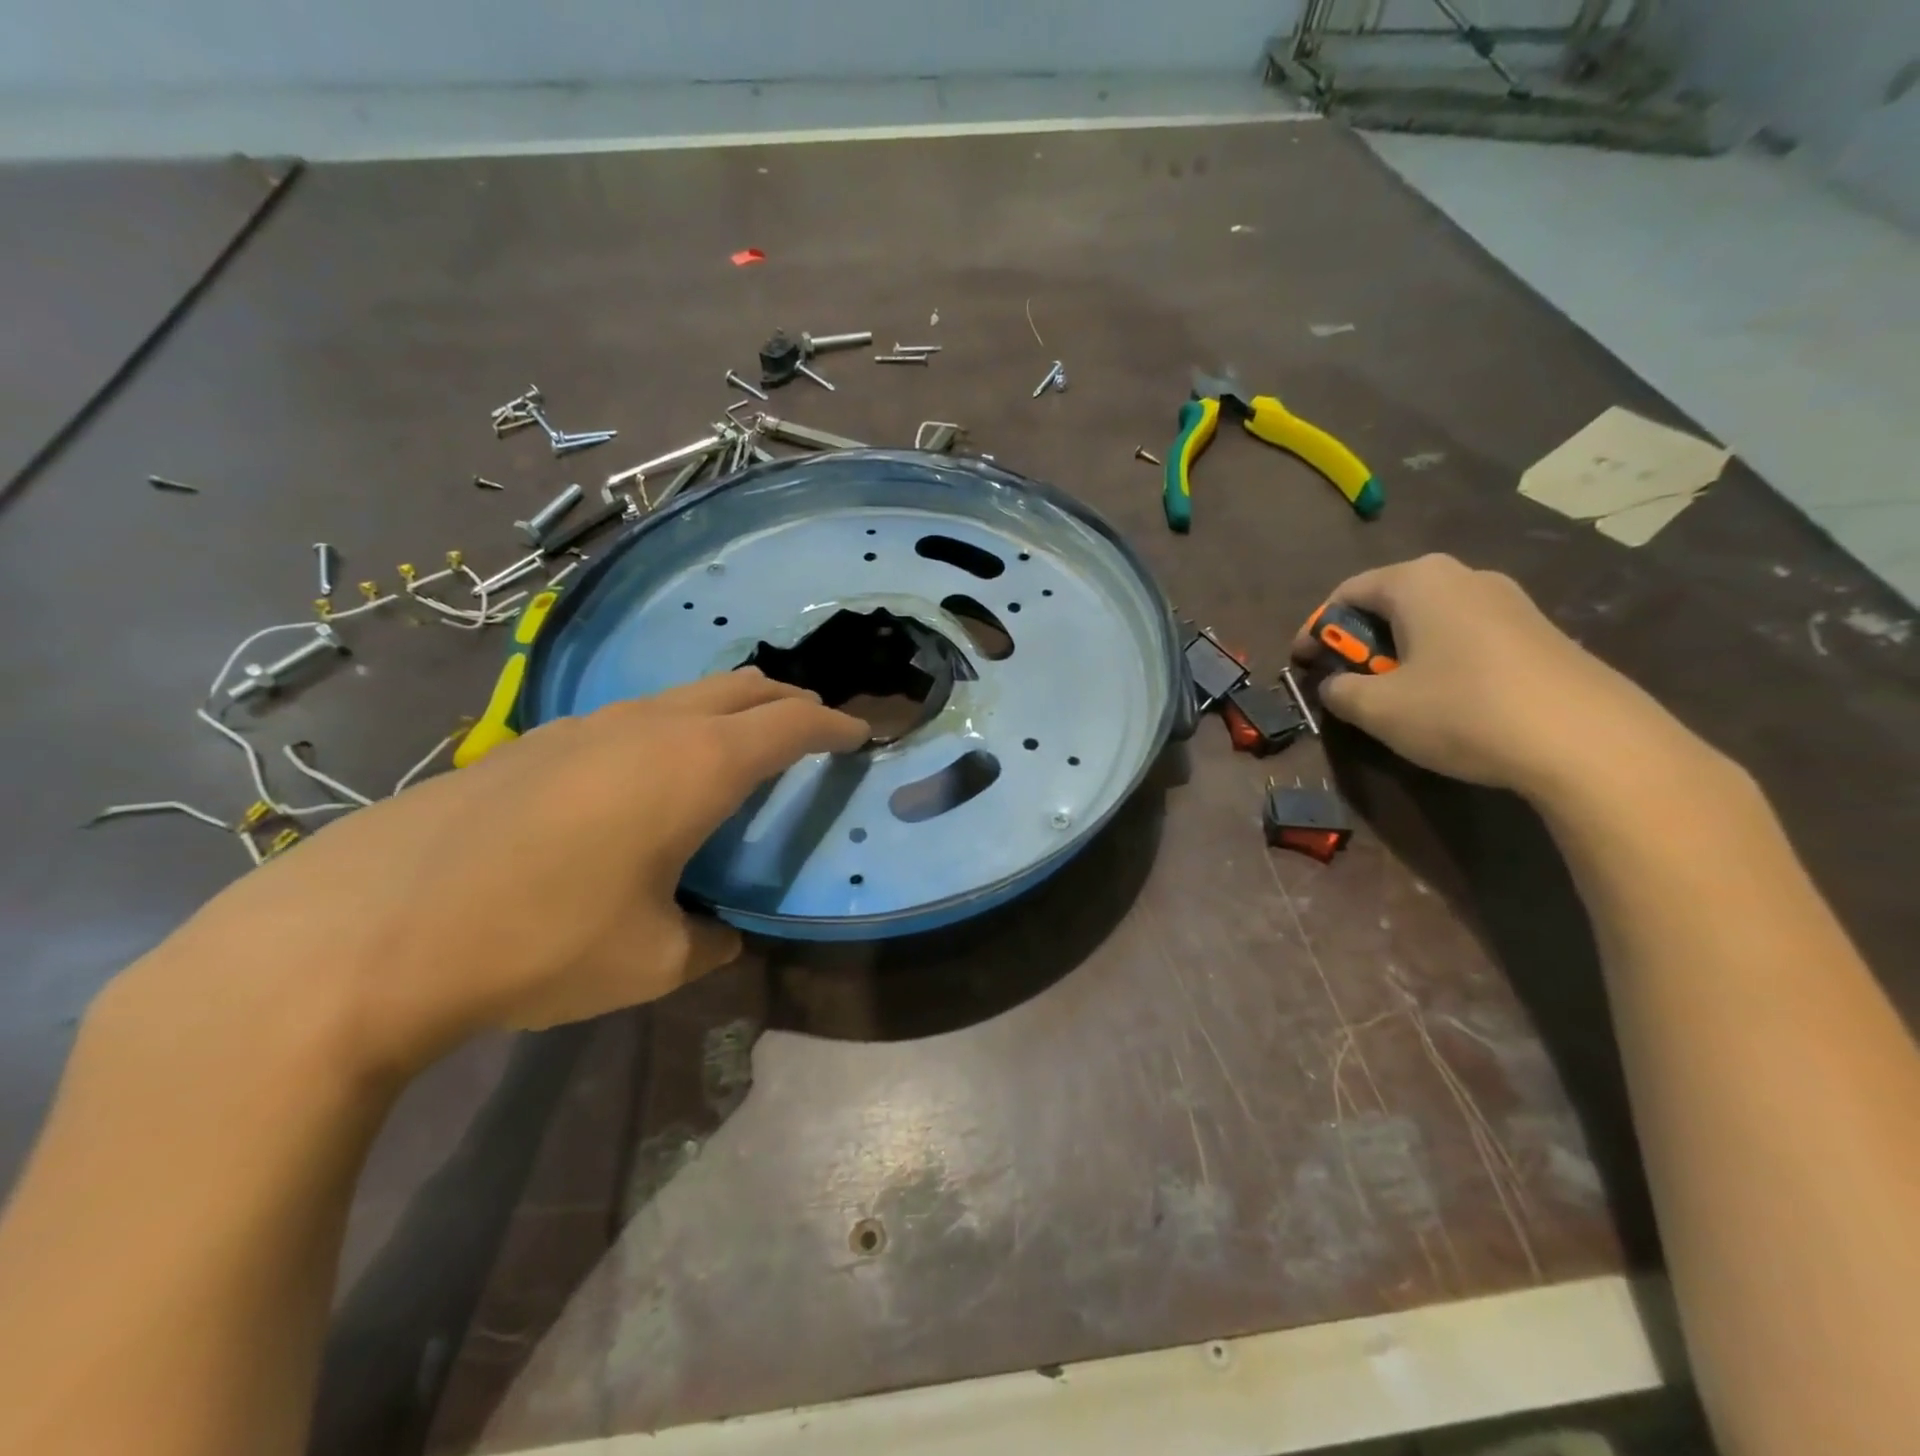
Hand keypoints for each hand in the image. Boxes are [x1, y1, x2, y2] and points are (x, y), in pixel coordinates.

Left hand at [153, 670, 867, 1077]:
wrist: (369, 932)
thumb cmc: (542, 941)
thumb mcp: (655, 960)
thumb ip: (709, 938)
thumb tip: (717, 932)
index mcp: (699, 766)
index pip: (793, 724)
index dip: (836, 726)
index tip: (862, 734)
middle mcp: (651, 725)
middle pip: (745, 688)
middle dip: (790, 703)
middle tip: (813, 732)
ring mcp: (588, 723)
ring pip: (686, 696)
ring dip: (729, 711)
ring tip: (739, 751)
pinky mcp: (537, 740)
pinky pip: (635, 716)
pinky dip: (673, 728)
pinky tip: (650, 779)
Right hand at [1293, 554, 1693, 798]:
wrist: (1589, 741)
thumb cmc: (1462, 711)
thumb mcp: (1378, 709)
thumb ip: (1340, 691)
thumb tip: (1336, 685)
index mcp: (1418, 581)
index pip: (1346, 593)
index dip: (1315, 629)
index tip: (1300, 664)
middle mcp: (1464, 576)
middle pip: (1390, 600)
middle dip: (1358, 639)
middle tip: (1345, 678)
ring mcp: (1510, 601)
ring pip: (1431, 618)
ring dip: (1399, 650)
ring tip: (1392, 692)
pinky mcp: (1540, 631)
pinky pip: (1467, 635)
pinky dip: (1438, 658)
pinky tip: (1444, 698)